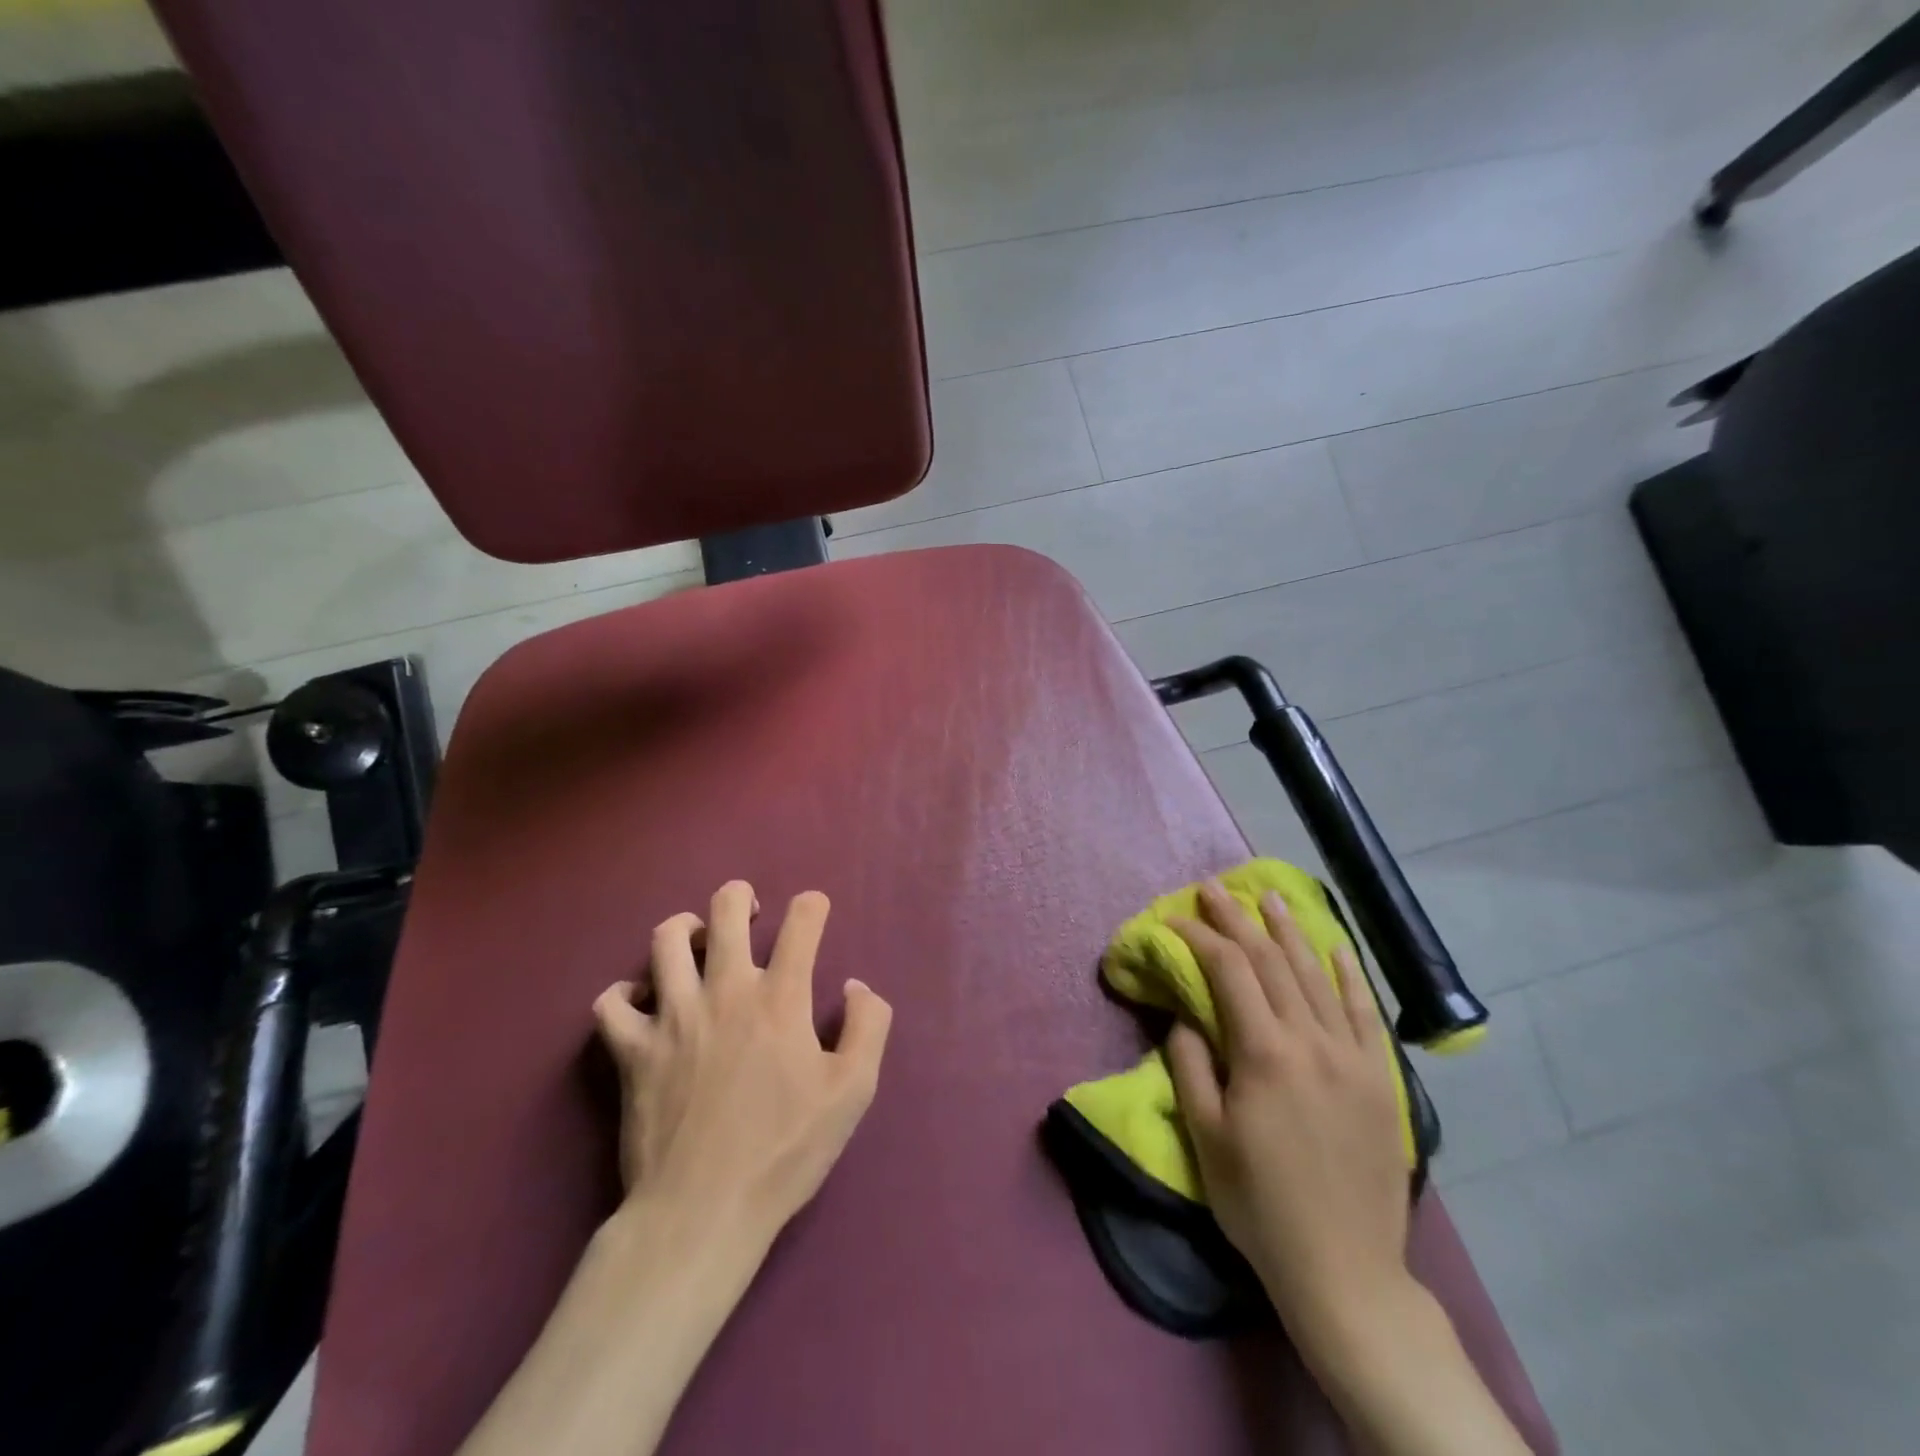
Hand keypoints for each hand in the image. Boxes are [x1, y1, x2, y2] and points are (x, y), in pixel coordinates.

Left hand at [592, 881, 891, 1247]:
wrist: (702, 1213)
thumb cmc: (785, 1152)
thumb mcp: (853, 1092)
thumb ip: (868, 1026)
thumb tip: (854, 986)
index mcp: (780, 998)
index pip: (802, 922)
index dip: (813, 906)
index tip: (815, 912)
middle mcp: (725, 991)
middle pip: (726, 910)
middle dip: (740, 896)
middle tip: (750, 911)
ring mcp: (672, 1017)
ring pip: (665, 940)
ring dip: (685, 930)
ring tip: (698, 943)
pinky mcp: (631, 1051)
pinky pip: (610, 1003)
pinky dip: (623, 994)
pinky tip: (641, 1003)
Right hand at [1164, 881, 1410, 1342]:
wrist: (1344, 1268)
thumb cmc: (1259, 1203)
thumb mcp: (1205, 1136)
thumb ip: (1190, 1064)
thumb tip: (1186, 1016)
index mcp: (1263, 1052)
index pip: (1228, 970)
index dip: (1199, 936)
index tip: (1175, 918)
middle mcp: (1310, 1040)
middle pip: (1270, 961)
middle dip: (1238, 919)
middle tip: (1215, 887)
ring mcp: (1351, 1055)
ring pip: (1316, 975)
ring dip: (1290, 931)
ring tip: (1271, 898)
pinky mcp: (1379, 1078)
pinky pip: (1364, 1012)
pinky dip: (1348, 975)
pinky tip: (1336, 948)